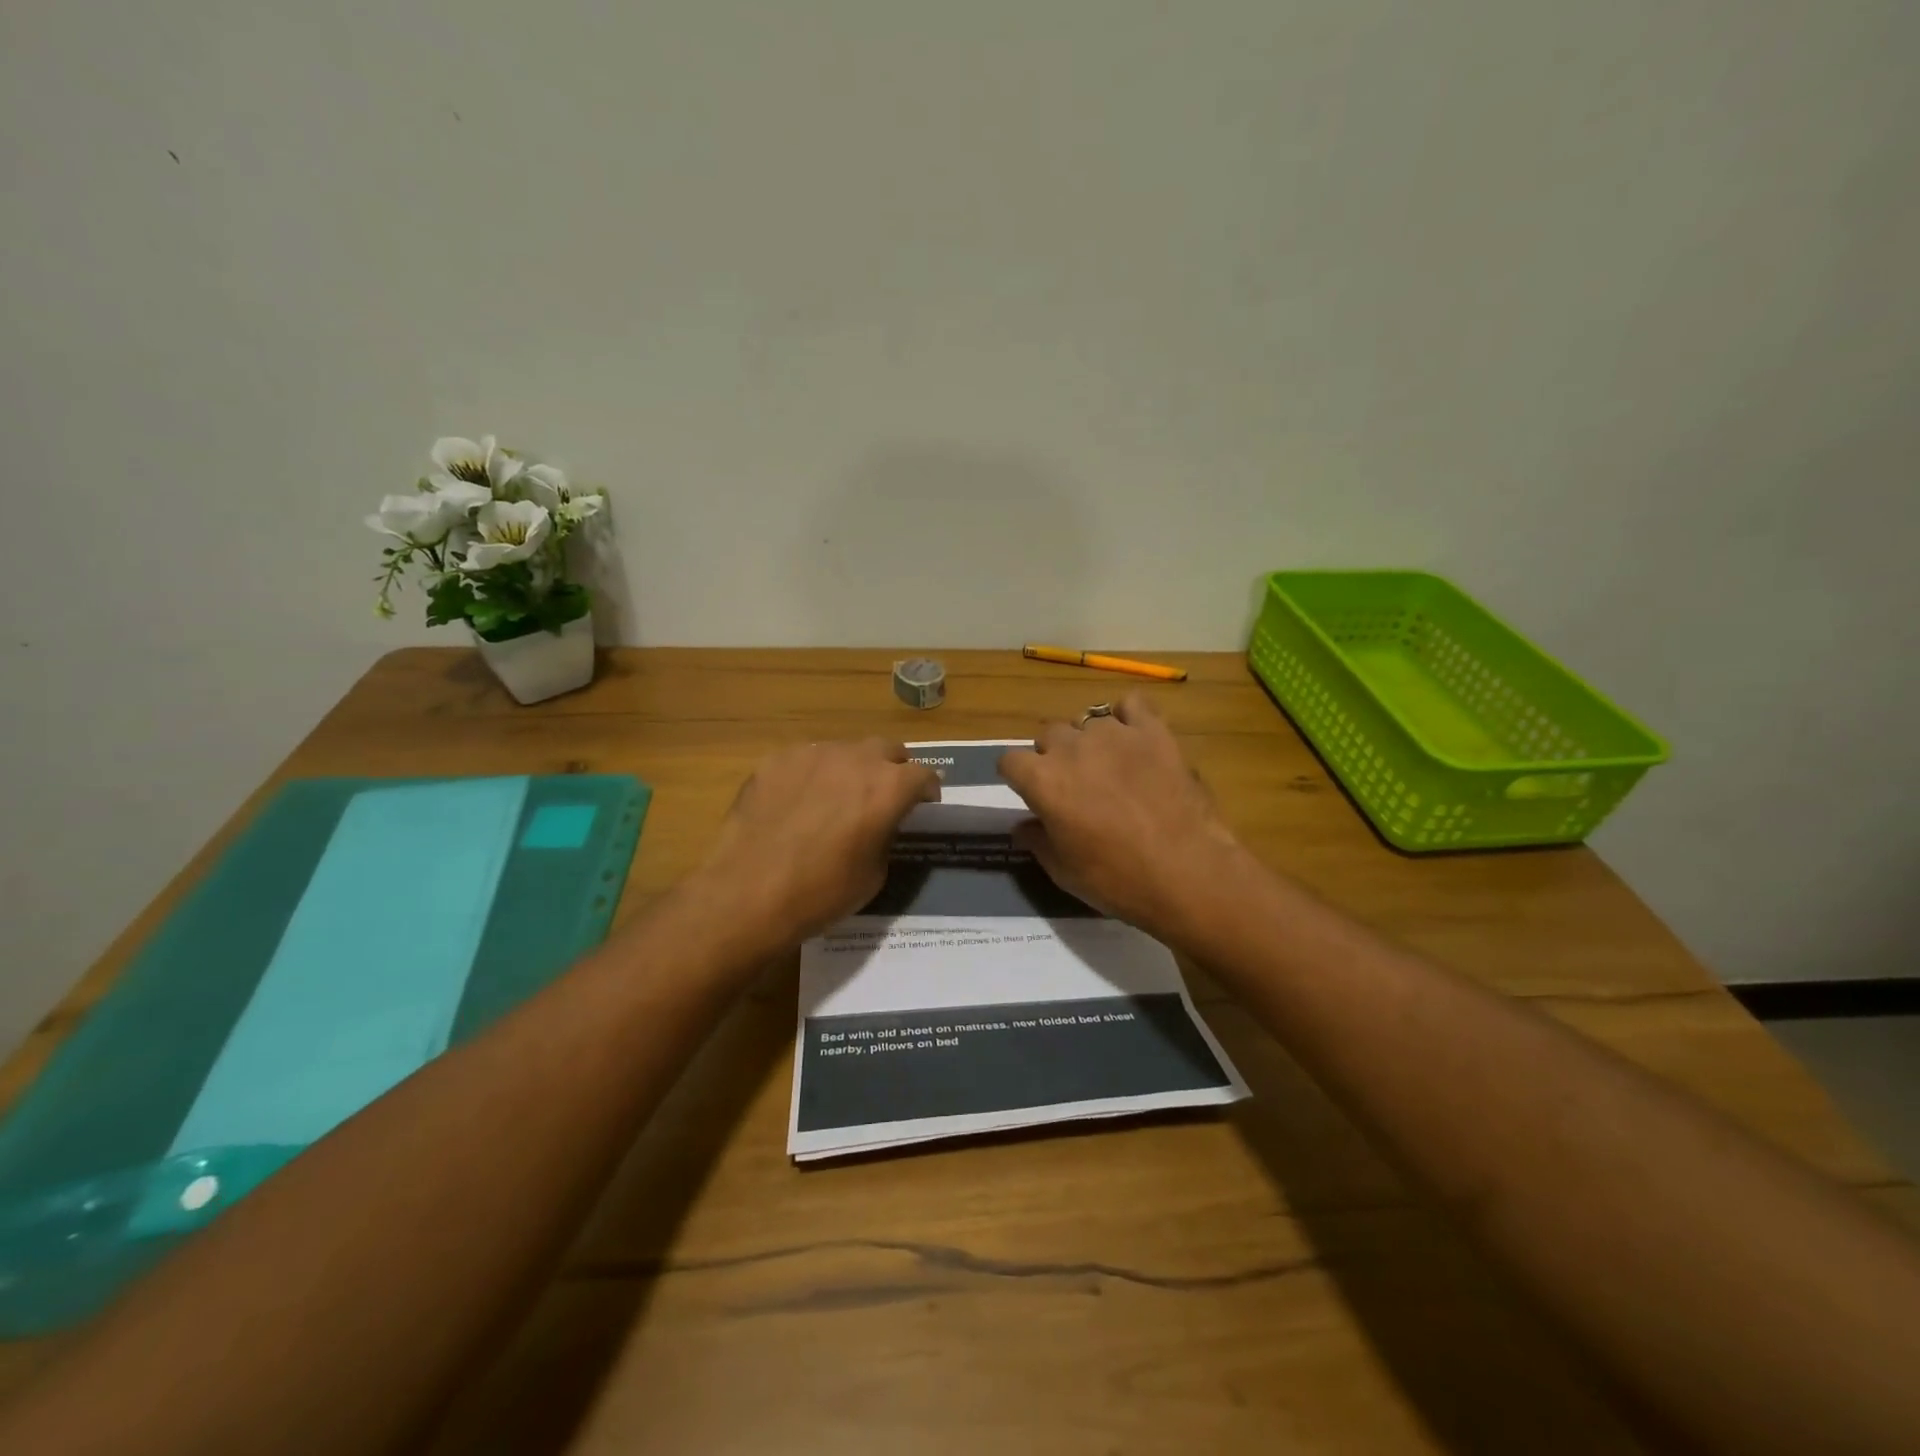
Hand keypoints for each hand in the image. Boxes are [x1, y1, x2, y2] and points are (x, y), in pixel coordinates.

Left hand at [694, 738, 939, 949]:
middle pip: (887, 749)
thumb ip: (885, 834)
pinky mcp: (775, 760)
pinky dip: (812, 775)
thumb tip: (881, 822)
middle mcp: (854, 759)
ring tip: (836, 799)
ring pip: (844, 750)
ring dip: (851, 769)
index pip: (923, 774)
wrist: (748, 894)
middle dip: (893, 769)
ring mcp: (811, 754)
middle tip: (883, 796)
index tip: (923, 806)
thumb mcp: (875, 874)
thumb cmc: (821, 893)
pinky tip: (797, 804)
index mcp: (887, 787)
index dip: (927, 791)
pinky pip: (805, 760)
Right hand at [999, 693, 1245, 945]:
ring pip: (1088, 722)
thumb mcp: (1064, 872)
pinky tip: (1135, 739)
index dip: (1018, 777)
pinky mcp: (1153, 731)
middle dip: (1054, 756)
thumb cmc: (1118, 879)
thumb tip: (1022, 826)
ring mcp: (1114, 735)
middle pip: (1049, 735)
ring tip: (1109, 767)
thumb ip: (1037, 841)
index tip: (1030, 793)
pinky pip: (1132, 705)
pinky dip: (1128, 718)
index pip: (1010, 760)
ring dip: (1090, 741)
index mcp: (1043, 780)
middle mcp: (1072, 748)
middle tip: (1074, 786)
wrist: (1188, 872)